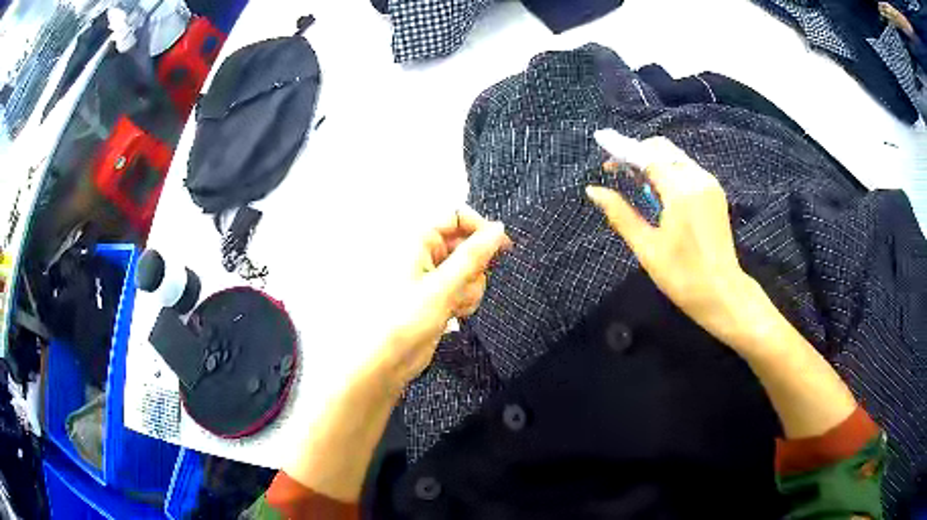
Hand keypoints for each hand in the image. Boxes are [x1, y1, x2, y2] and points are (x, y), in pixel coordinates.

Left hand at [361, 207, 511, 395]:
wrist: (387, 360)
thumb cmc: (404, 319)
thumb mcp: (443, 286)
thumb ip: (474, 256)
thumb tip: (498, 229)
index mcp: (418, 240)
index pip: (456, 217)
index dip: (480, 229)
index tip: (501, 247)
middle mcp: (425, 253)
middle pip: (467, 245)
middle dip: (474, 268)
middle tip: (463, 287)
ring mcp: (433, 276)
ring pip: (470, 270)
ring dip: (471, 288)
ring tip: (455, 305)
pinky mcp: (439, 296)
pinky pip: (464, 288)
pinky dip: (465, 299)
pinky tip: (454, 314)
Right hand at [586, 135, 756, 344]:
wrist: (722, 293)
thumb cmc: (682, 277)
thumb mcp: (647, 248)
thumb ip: (620, 214)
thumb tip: (593, 190)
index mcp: (681, 192)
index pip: (647, 156)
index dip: (622, 148)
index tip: (601, 143)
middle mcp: (698, 179)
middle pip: (662, 148)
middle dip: (637, 152)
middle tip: (616, 170)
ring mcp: (709, 184)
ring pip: (675, 156)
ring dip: (652, 160)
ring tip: (634, 181)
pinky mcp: (714, 193)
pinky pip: (686, 168)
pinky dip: (668, 170)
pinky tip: (657, 189)